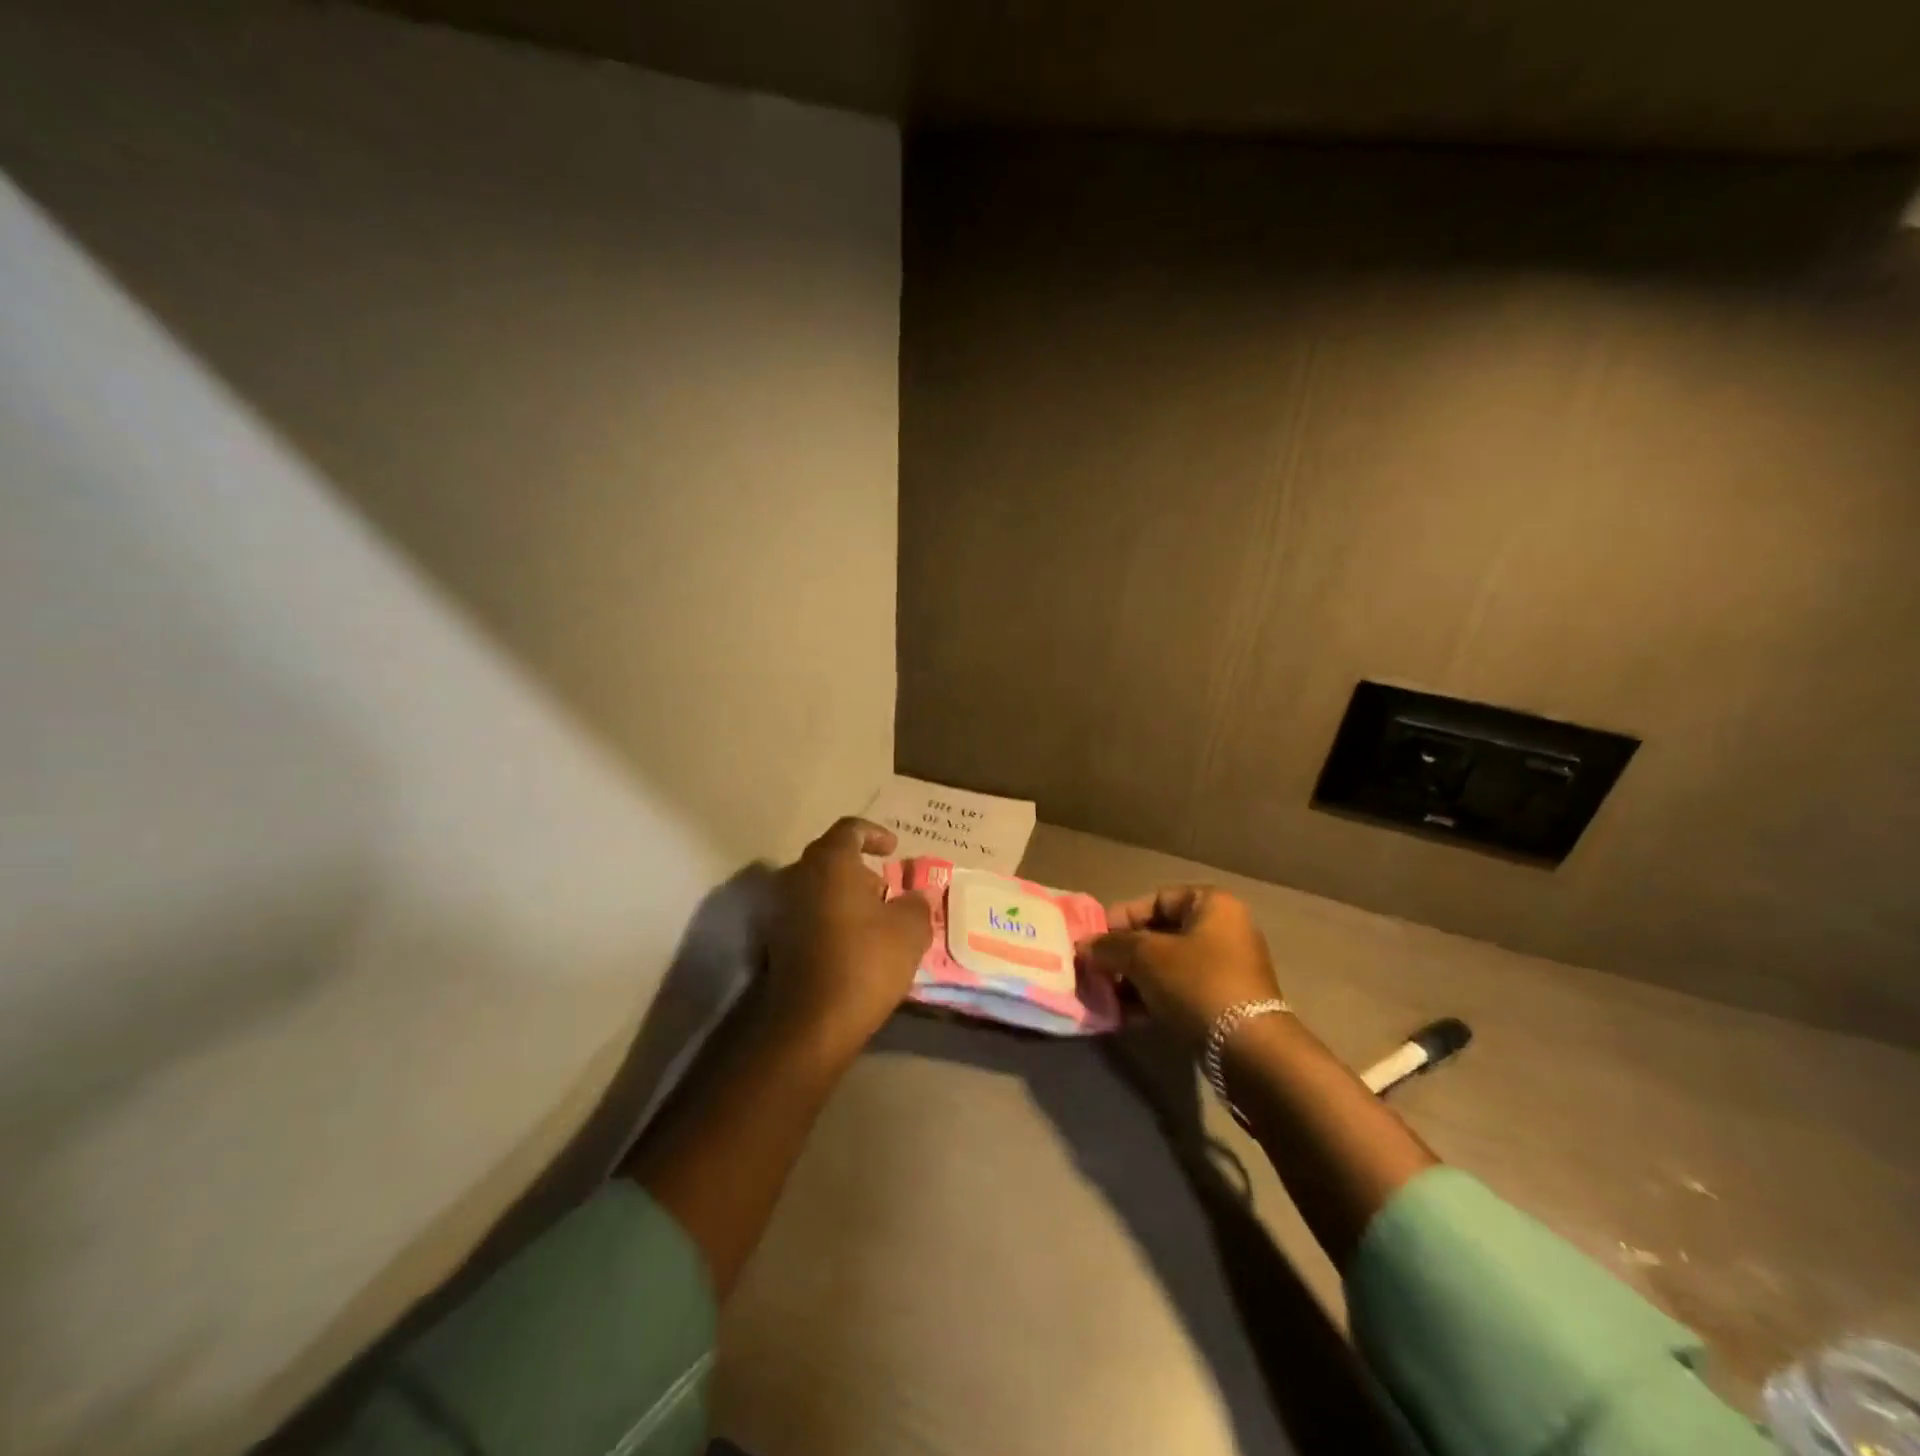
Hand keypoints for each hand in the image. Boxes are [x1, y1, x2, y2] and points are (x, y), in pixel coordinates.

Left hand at [761, 817, 932, 1063]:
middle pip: (830, 858)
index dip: (874, 834)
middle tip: (886, 888)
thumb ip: (917, 904)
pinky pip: (807, 914)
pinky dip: (830, 917)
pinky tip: (853, 942)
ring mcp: (781, 909)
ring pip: (818, 887)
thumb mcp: (910, 930)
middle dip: (860, 869)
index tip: (893, 849)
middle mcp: (798, 876)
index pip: (850, 829)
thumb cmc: (865, 961)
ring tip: (875, 919)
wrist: (811, 1022)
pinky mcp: (775, 940)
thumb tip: (917, 896)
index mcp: (830, 862)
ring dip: (844, 895)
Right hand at [1082, 887, 1281, 1050]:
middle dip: (1124, 953)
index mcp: (1212, 905)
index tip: (1095, 941)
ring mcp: (1228, 968)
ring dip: (1134, 979)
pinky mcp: (1225, 1002)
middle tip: (1096, 970)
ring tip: (1106, 997)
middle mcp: (1224, 929)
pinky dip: (1153, 998)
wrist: (1248, 1049)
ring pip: (1168, 965)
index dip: (1122, 918)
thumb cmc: (1196, 983)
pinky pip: (1180, 990)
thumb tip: (1084, 946)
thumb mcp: (1145, 957)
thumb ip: (1110, 946)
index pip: (1156, 899)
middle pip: (1160, 933)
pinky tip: (1126, 1015)